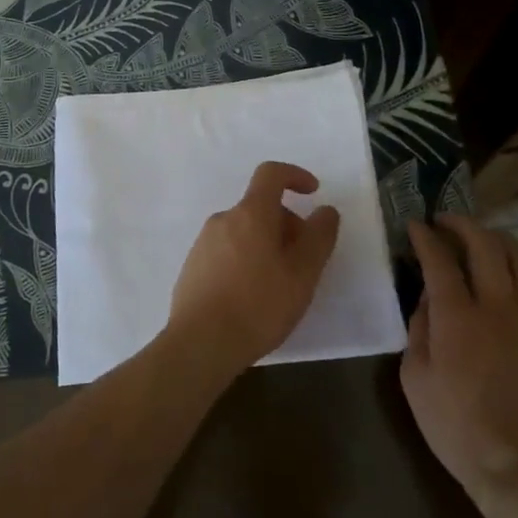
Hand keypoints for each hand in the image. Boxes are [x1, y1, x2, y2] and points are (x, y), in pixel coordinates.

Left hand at [165, 161, 340, 376]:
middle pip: (260, 208)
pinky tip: (251, 297)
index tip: (313, 193)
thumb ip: (319, 237)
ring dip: (266, 245)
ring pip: (244, 232)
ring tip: (279, 285)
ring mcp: (203, 243)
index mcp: (251, 214)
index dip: (295, 176)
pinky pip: (226, 252)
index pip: (271, 174)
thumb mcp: (302, 274)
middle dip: (286, 225)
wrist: (200, 343)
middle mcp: (223, 219)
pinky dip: (245, 261)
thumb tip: (325, 210)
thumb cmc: (259, 305)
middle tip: (303, 262)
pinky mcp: (192, 267)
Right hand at [400, 215, 517, 503]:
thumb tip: (428, 298)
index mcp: (456, 316)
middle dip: (462, 224)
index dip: (426, 236)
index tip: (416, 225)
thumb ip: (419, 328)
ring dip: (500, 241)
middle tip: (446, 223)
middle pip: (485, 244)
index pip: (439, 258)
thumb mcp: (414, 377)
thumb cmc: (454, 425)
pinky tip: (517, 287)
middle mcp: (497, 306)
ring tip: (485, 242)